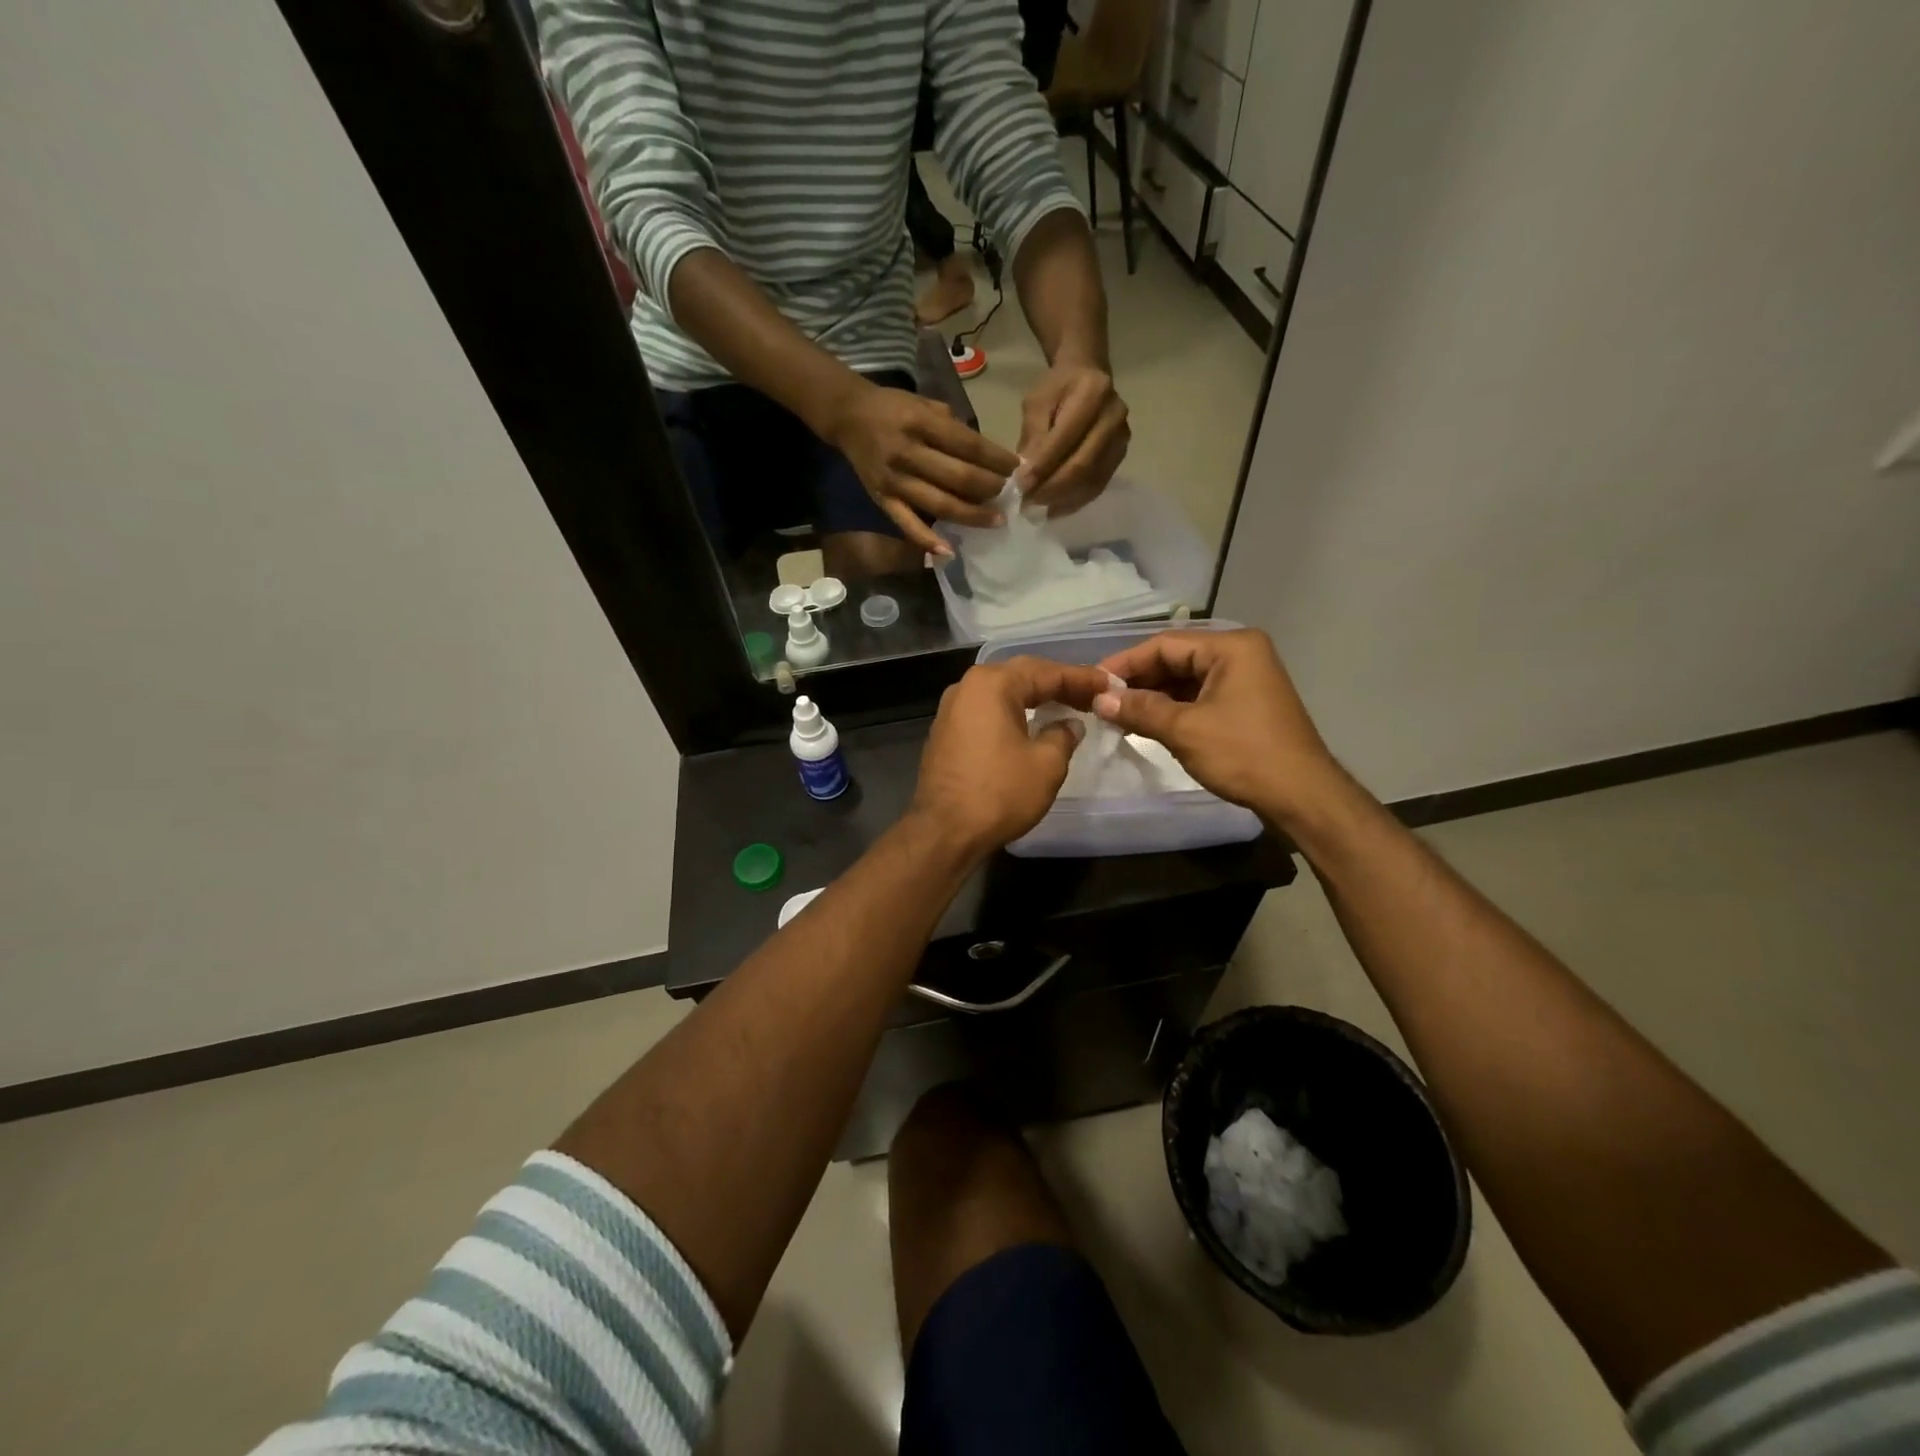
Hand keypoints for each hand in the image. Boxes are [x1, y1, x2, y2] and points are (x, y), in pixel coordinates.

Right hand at [825, 381, 1020, 556]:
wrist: (848, 416)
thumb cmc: (894, 408)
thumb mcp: (926, 404)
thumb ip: (955, 428)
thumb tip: (988, 457)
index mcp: (921, 423)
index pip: (969, 445)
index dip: (997, 460)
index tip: (1017, 468)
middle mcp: (908, 453)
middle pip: (959, 477)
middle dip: (990, 488)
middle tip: (1010, 495)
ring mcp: (895, 481)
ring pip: (941, 504)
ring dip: (973, 515)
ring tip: (996, 520)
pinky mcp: (883, 500)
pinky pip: (908, 525)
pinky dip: (928, 541)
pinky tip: (949, 551)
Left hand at [910, 657, 1111, 856]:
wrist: (944, 831)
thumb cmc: (999, 793)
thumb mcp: (1046, 764)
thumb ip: (1063, 735)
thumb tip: (1068, 725)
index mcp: (992, 684)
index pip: (1046, 672)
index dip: (1082, 678)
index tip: (1110, 684)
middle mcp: (967, 687)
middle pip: (1021, 676)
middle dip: (1058, 684)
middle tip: (1091, 694)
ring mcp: (952, 710)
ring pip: (1002, 693)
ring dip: (1035, 697)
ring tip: (1067, 706)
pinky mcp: (946, 733)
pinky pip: (987, 712)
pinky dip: (1013, 713)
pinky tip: (1032, 724)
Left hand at [1016, 360, 1129, 515]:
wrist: (1087, 378)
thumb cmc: (1057, 389)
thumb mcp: (1037, 403)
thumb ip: (1033, 437)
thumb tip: (1026, 476)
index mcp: (1093, 392)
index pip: (1066, 438)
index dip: (1042, 465)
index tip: (1020, 485)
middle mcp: (1114, 416)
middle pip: (1082, 464)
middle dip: (1051, 488)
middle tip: (1027, 502)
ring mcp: (1121, 439)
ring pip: (1091, 480)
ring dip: (1061, 499)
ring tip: (1037, 508)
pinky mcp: (1120, 457)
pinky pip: (1097, 487)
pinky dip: (1073, 501)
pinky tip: (1053, 507)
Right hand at [1093, 629, 1343, 826]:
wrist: (1302, 796)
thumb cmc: (1244, 754)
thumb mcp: (1184, 730)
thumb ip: (1139, 709)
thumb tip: (1099, 700)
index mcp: (1231, 647)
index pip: (1164, 644)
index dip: (1125, 663)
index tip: (1092, 682)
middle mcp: (1240, 655)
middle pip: (1175, 659)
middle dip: (1138, 681)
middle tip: (1101, 701)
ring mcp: (1245, 680)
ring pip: (1185, 681)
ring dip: (1152, 697)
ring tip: (1116, 714)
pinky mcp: (1244, 705)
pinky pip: (1199, 697)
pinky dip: (1172, 709)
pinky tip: (1146, 723)